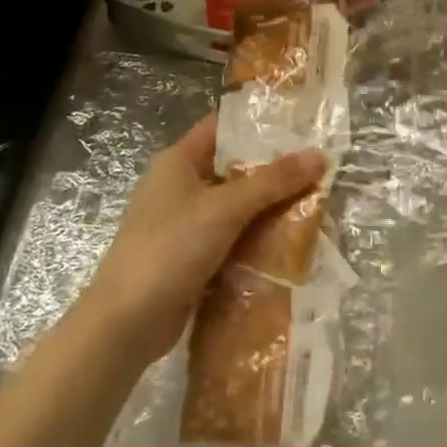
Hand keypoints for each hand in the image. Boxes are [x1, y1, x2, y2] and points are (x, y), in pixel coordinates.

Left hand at [80, 114, 323, 361]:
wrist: (125, 324)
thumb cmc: (170, 249)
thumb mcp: (226, 208)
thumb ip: (274, 181)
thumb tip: (320, 155)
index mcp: (178, 161)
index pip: (222, 126)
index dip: (258, 122)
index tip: (300, 124)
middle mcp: (179, 186)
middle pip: (233, 167)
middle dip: (273, 170)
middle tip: (317, 167)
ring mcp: (183, 224)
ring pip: (235, 205)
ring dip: (269, 207)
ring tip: (315, 201)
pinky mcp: (190, 257)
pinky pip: (230, 237)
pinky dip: (256, 238)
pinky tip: (290, 241)